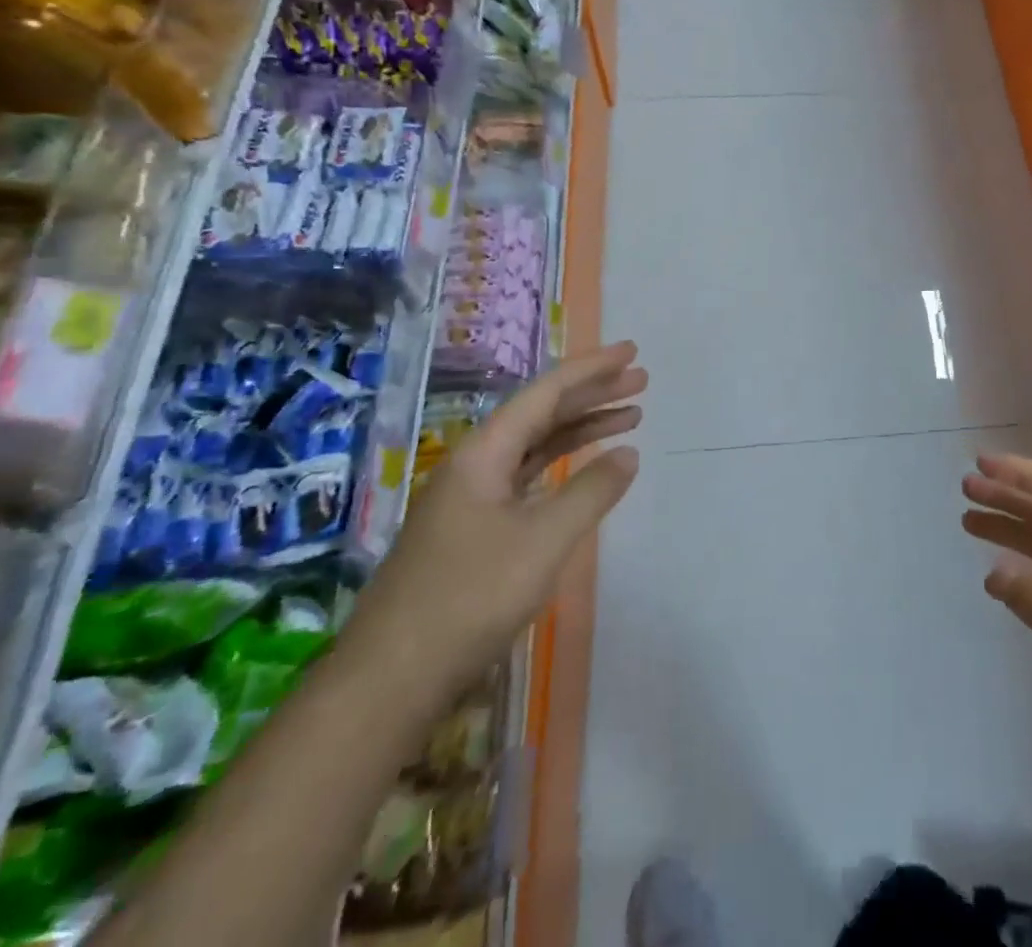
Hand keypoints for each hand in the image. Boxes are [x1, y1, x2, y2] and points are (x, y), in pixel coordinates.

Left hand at [346, 341, 646, 706]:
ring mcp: (472, 498)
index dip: (592, 369)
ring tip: (630, 417)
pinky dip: (563, 466)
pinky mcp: (475, 530)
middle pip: (542, 413)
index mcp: (484, 453)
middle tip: (640, 379)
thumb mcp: (543, 541)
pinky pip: (528, 477)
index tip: (631, 351)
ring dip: (582, 428)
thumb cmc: (470, 598)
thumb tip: (628, 453)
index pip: (546, 392)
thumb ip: (591, 491)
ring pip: (536, 446)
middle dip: (593, 393)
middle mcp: (475, 464)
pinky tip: (585, 469)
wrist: (391, 679)